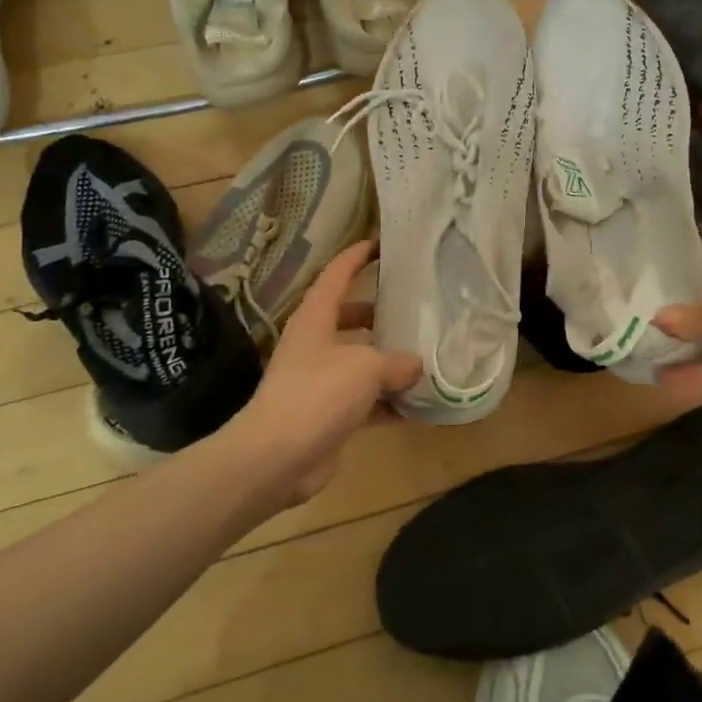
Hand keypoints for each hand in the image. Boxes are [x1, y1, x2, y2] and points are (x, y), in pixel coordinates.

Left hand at [224, 240, 421, 506]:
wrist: (276, 458)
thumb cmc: (318, 394)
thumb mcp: (366, 367)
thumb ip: (396, 361)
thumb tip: (415, 364)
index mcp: (315, 318)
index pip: (337, 274)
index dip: (358, 256)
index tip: (382, 244)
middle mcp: (314, 344)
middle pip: (349, 316)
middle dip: (379, 311)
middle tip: (414, 306)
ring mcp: (319, 380)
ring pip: (359, 359)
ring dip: (387, 359)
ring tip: (425, 352)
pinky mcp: (327, 414)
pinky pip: (364, 400)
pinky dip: (387, 401)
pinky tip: (418, 405)